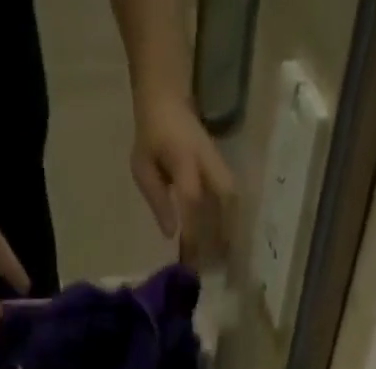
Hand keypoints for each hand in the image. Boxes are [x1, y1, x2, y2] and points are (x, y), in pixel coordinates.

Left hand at [131, 92, 235, 267]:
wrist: (167, 98)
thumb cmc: (151, 136)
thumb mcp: (142, 167)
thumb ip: (157, 199)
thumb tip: (172, 233)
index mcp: (185, 159)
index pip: (193, 201)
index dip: (194, 232)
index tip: (191, 259)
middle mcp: (208, 162)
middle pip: (226, 200)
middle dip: (224, 233)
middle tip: (218, 264)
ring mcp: (218, 163)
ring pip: (233, 201)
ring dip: (232, 229)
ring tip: (226, 258)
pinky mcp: (222, 168)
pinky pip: (232, 198)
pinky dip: (232, 220)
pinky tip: (227, 241)